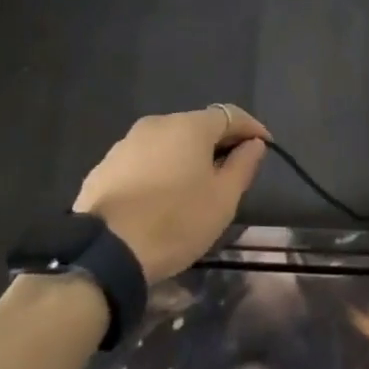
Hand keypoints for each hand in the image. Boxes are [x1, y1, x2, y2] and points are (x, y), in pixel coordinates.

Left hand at [74, 105, 270, 283]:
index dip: (251, 128)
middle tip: (230, 170)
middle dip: (217, 143)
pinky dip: (158, 171)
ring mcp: (126, 143)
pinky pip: (143, 161)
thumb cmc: (176, 221)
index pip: (230, 115)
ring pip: (167, 143)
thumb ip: (243, 165)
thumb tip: (254, 144)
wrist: (106, 253)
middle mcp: (157, 124)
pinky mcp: (104, 167)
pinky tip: (159, 197)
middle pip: (197, 126)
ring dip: (185, 157)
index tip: (264, 146)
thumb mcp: (223, 199)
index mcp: (189, 126)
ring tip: (193, 187)